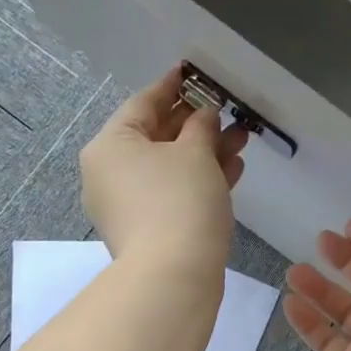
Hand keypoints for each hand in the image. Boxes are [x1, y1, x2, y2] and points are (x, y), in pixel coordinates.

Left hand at [80, 68, 248, 273]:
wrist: (174, 277)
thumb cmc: (180, 202)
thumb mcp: (195, 153)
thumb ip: (201, 126)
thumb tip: (204, 114)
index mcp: (110, 146)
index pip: (143, 103)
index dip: (173, 86)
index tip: (193, 73)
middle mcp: (109, 173)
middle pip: (156, 137)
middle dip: (197, 124)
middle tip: (230, 112)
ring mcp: (126, 205)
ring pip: (169, 168)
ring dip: (205, 153)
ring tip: (241, 139)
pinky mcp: (145, 230)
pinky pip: (171, 193)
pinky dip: (198, 181)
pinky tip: (232, 171)